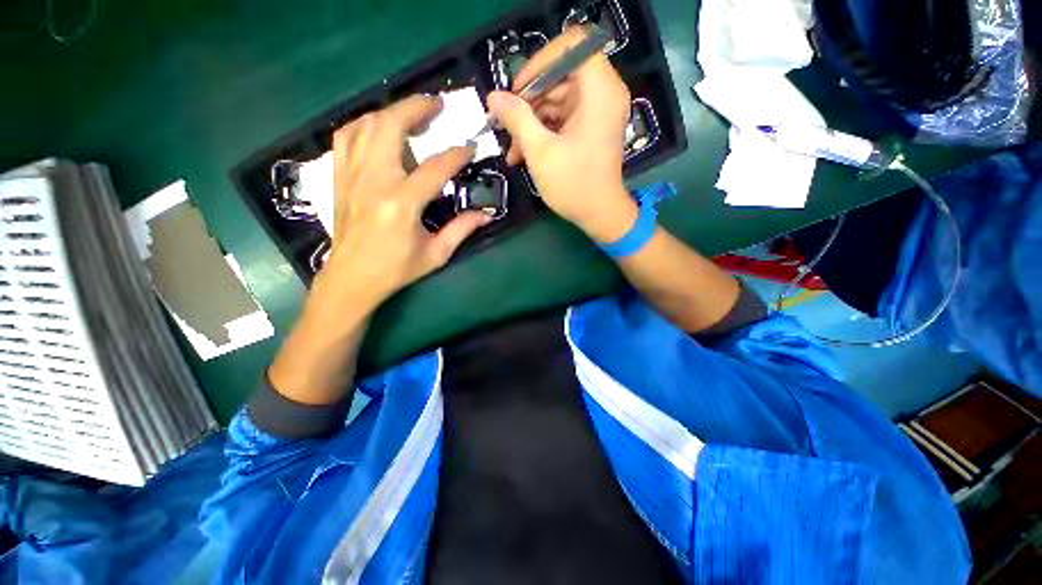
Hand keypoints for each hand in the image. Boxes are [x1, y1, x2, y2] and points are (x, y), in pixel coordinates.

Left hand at [321, 94, 490, 309]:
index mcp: (401, 204)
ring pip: (366, 125)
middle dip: (416, 108)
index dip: (456, 154)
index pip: (434, 167)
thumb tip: (486, 213)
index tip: (470, 147)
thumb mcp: (436, 254)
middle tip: (437, 105)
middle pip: (390, 126)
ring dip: (391, 112)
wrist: (351, 278)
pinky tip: (378, 128)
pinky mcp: (339, 178)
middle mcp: (373, 182)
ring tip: (411, 114)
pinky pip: (346, 137)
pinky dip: (364, 124)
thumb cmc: (396, 269)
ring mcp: (351, 176)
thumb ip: (461, 229)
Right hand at [486, 26, 636, 243]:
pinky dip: (542, 131)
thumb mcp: (540, 152)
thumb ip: (516, 119)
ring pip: (558, 98)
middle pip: (561, 74)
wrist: (599, 215)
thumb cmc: (573, 185)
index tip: (519, 89)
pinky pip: (563, 116)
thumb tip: (493, 97)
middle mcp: (603, 93)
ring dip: (531, 120)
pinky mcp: (591, 127)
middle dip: (530, 98)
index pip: (572, 45)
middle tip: (507, 123)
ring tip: (513, 149)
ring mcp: (598, 111)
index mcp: (599, 91)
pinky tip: (522, 153)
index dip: (541, 61)